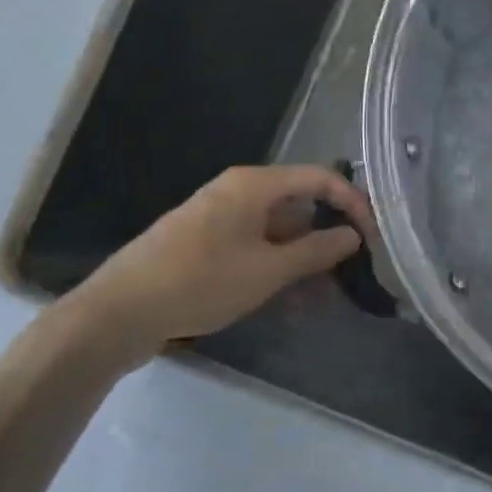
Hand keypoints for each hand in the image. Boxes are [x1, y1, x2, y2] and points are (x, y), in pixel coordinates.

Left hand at [68, 164, 376, 351]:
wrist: (118, 312)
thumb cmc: (200, 282)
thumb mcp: (268, 270)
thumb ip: (316, 251)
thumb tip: (352, 235)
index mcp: (254, 184)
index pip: (321, 178)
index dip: (353, 204)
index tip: (373, 238)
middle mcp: (239, 191)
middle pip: (300, 204)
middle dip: (328, 238)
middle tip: (351, 273)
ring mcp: (220, 217)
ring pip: (279, 231)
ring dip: (304, 260)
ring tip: (323, 297)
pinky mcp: (207, 241)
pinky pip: (256, 245)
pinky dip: (277, 267)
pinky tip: (289, 301)